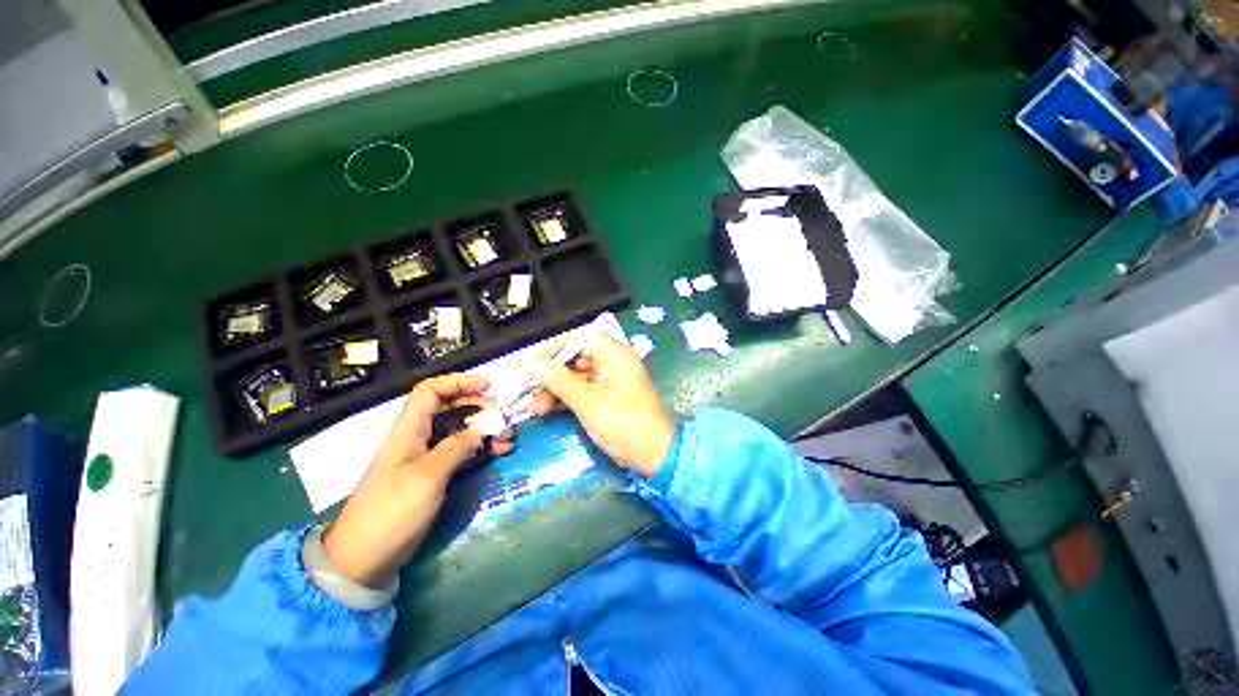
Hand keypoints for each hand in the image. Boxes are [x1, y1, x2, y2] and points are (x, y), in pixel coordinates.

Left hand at [323, 375, 512, 587]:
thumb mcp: (427, 477)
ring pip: (457, 428)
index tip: (488, 387)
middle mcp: (416, 437)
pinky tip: (497, 452)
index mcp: (408, 430)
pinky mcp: (430, 474)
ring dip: (483, 428)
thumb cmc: (392, 512)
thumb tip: (480, 430)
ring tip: (506, 437)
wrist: (363, 559)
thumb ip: (456, 447)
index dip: (459, 382)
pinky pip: (459, 450)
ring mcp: (423, 456)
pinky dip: (479, 447)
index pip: (431, 390)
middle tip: (501, 416)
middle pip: (448, 406)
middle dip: (477, 405)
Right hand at [529, 336, 673, 477]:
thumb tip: (532, 364)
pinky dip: (566, 399)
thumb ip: (558, 380)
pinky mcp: (608, 398)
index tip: (533, 365)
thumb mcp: (586, 401)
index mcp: (614, 354)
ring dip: (555, 390)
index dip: (554, 349)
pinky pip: (583, 392)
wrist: (654, 455)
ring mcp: (611, 381)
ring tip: (536, 409)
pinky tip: (548, 410)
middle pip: (575, 360)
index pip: (579, 340)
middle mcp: (613, 363)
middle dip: (551, 376)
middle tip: (532, 394)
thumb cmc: (622, 423)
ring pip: (576, 378)